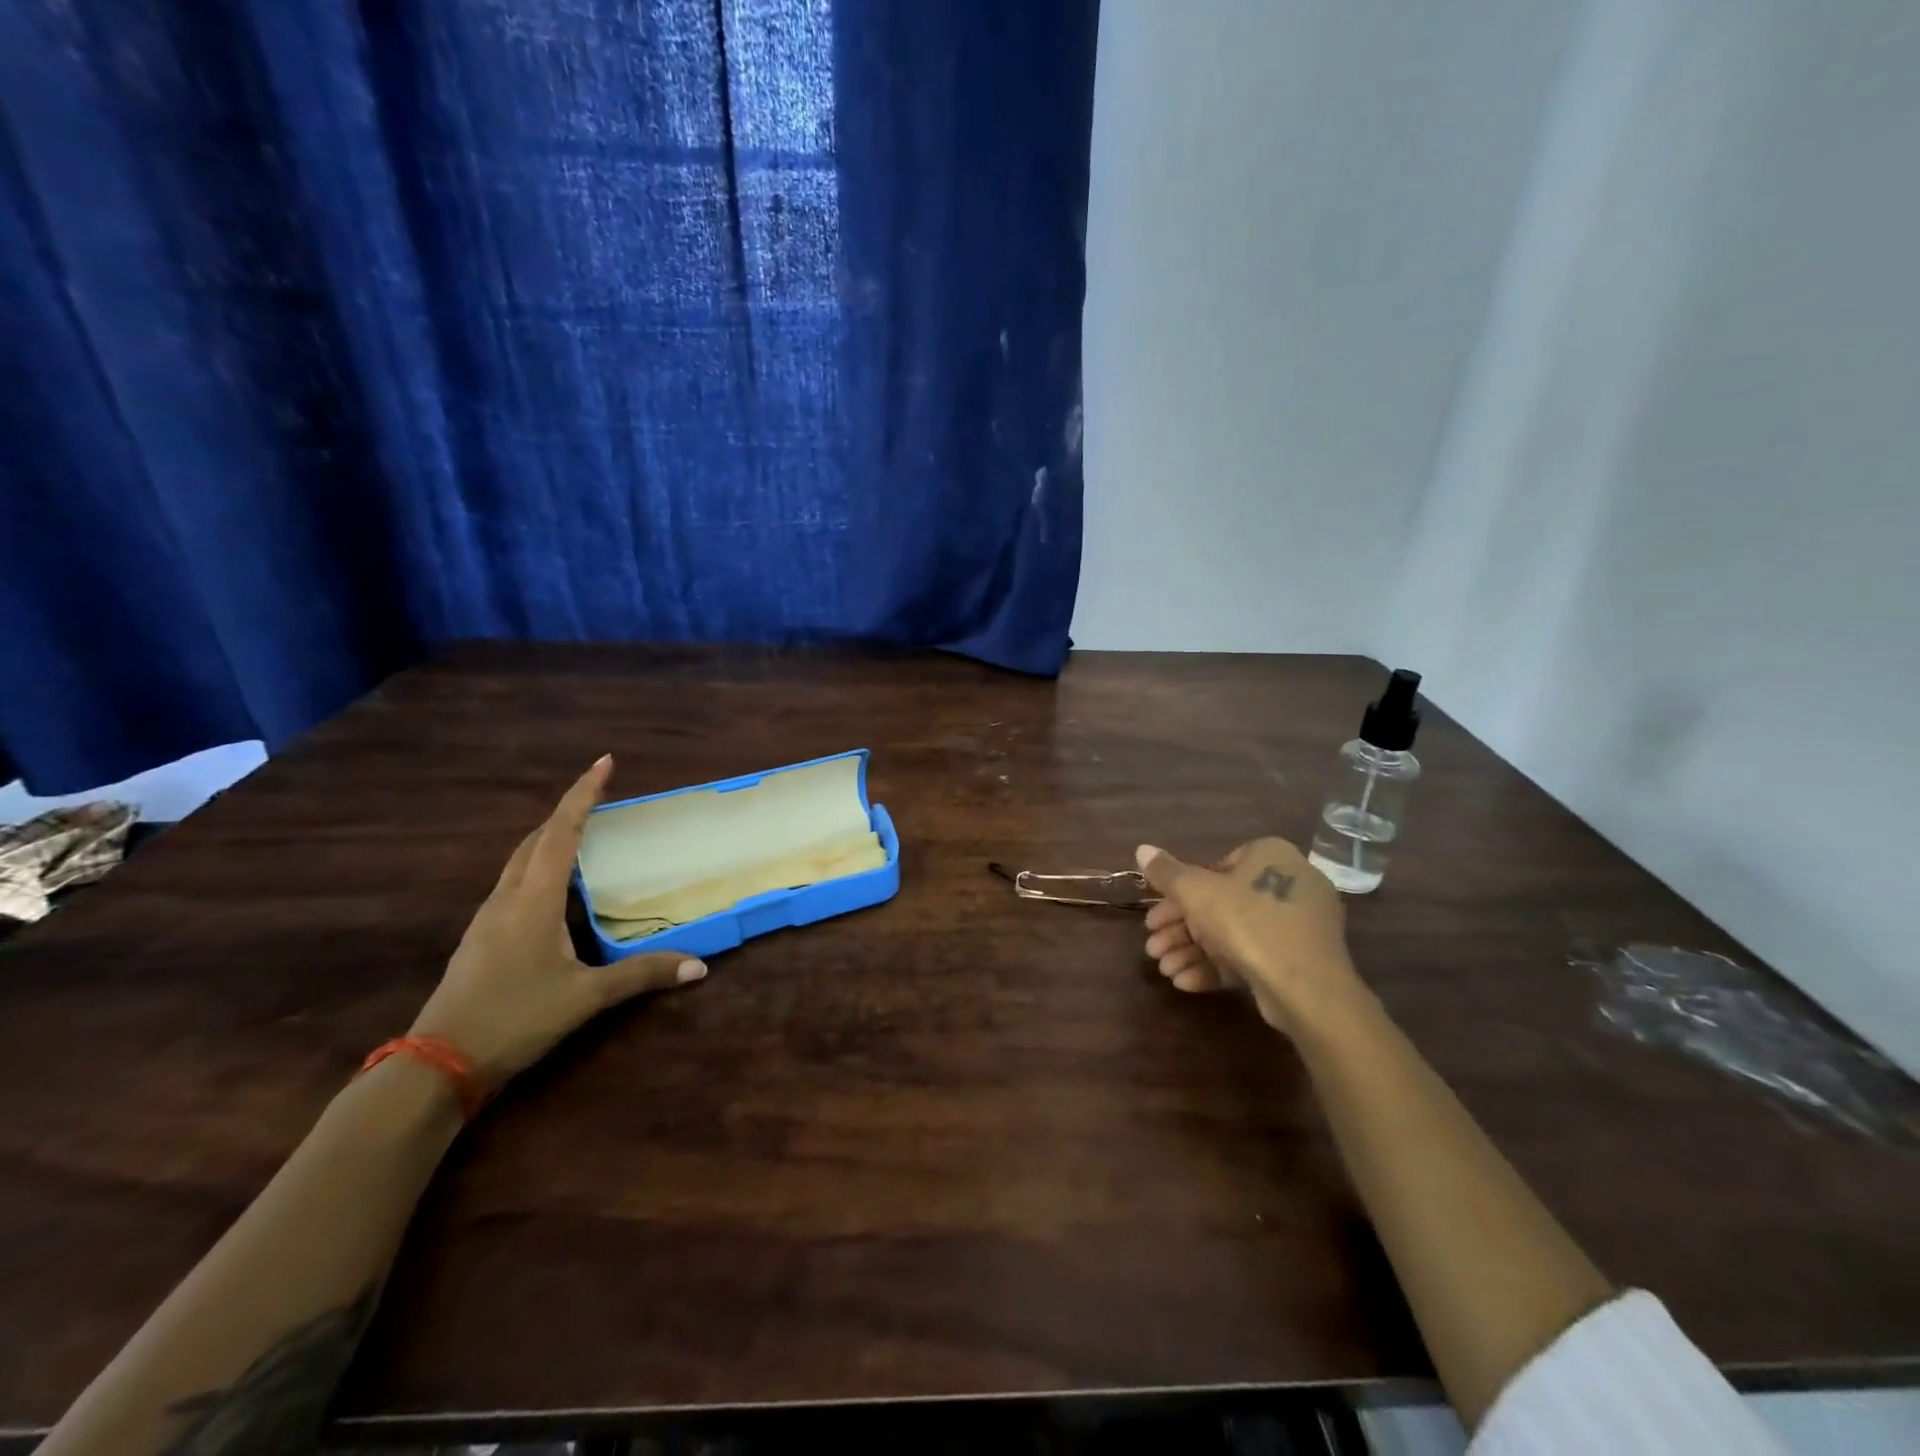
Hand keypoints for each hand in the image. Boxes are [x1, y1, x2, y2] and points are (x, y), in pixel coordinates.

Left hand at [409, 755, 705, 1085]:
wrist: (437, 1065)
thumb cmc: (514, 1019)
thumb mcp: (585, 997)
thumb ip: (641, 976)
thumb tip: (699, 967)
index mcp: (532, 901)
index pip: (561, 833)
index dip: (582, 795)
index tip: (604, 762)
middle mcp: (507, 899)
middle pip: (535, 840)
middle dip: (567, 814)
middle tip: (601, 800)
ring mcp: (487, 919)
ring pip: (520, 862)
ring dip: (551, 841)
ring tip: (585, 838)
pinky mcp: (481, 938)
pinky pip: (514, 885)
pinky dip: (540, 869)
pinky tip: (557, 892)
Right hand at [1136, 838, 1363, 1034]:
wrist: (1307, 987)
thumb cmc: (1247, 922)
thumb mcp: (1196, 892)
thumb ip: (1166, 872)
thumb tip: (1141, 848)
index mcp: (1270, 855)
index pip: (1215, 868)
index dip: (1177, 895)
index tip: (1154, 917)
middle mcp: (1288, 882)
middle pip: (1219, 905)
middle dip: (1179, 929)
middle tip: (1152, 947)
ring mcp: (1296, 925)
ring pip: (1232, 934)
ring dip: (1191, 951)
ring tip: (1163, 970)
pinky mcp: (1298, 960)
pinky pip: (1252, 955)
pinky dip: (1217, 966)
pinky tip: (1185, 983)